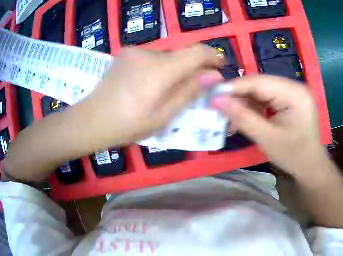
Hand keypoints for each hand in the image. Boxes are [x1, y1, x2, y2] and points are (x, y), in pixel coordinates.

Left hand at [74, 46, 224, 149]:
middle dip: (189, 69)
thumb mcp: (162, 117)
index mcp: (160, 70)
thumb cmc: (126, 125)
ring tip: (158, 92)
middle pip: (181, 54)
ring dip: (171, 70)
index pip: (197, 52)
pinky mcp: (126, 53)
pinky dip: (156, 68)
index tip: (219, 68)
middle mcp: (149, 53)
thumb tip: (214, 76)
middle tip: (185, 92)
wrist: (91, 119)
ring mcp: (135, 51)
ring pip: (165, 56)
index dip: (213, 57)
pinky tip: (143, 85)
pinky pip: (150, 57)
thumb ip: (188, 93)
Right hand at [211, 75, 326, 176]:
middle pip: (258, 84)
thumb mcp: (265, 137)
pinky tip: (240, 118)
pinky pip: (264, 98)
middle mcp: (294, 87)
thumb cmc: (293, 155)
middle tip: (216, 107)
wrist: (310, 166)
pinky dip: (251, 107)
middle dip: (237, 95)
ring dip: (242, 102)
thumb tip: (216, 99)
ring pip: (259, 91)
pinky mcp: (287, 100)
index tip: (211, 95)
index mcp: (295, 93)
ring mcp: (291, 93)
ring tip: (227, 116)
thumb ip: (241, 116)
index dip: (233, 87)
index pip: (258, 82)